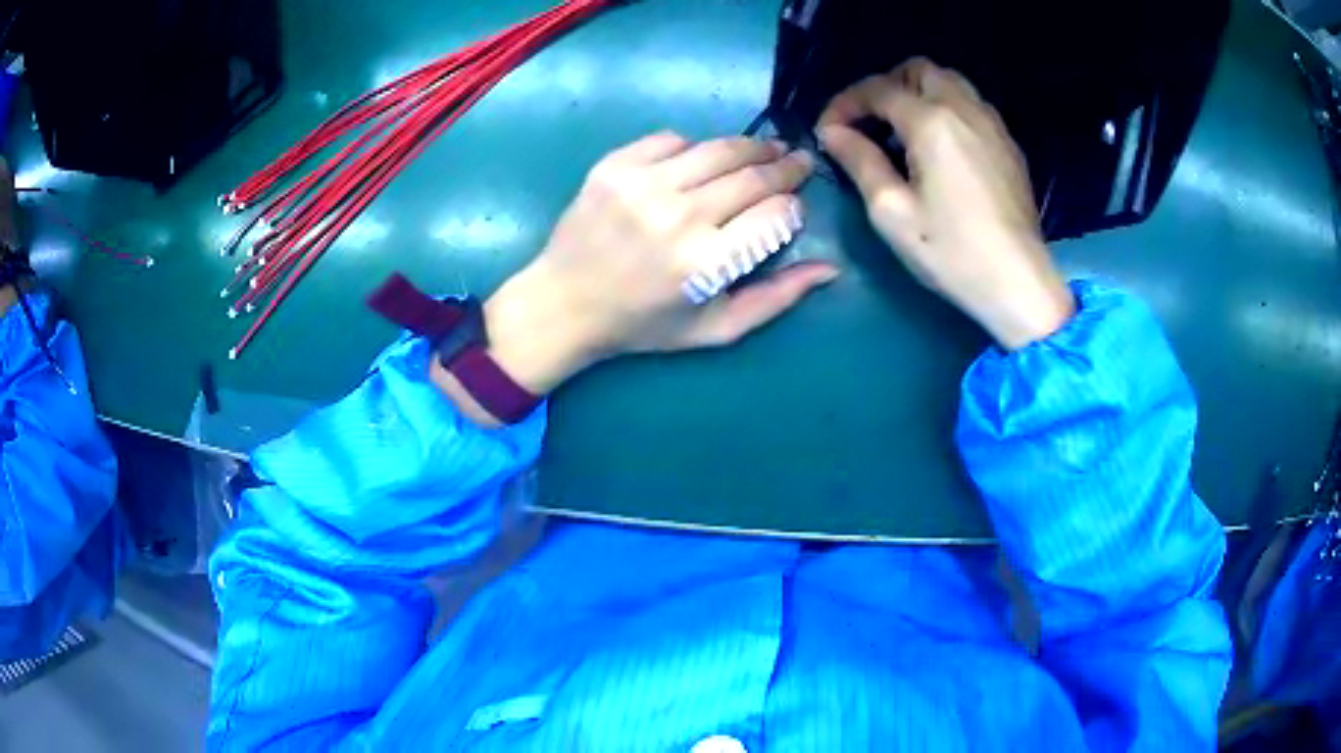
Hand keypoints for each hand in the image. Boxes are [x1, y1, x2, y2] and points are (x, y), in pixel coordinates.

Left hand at [481, 132, 838, 394]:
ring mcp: (641, 184)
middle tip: (797, 160)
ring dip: (750, 147)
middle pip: (753, 174)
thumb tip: (830, 268)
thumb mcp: (714, 328)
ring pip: (717, 148)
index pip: (775, 214)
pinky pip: (670, 139)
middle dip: (784, 165)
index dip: (793, 206)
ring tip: (766, 149)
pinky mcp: (614, 166)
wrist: (564, 303)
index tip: (793, 206)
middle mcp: (677, 216)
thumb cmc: (644, 324)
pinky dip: (693, 147)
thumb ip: (775, 299)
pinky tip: (699, 161)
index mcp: (705, 262)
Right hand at [817, 58, 1073, 349]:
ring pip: (950, 82)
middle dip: (885, 87)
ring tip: (902, 131)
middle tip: (868, 122)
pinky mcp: (1008, 145)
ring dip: (919, 93)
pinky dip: (947, 110)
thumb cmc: (951, 252)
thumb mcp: (892, 212)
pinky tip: (939, 148)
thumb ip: (859, 162)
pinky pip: (972, 105)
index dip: (845, 104)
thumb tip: (833, 133)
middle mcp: (964, 109)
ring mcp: (992, 124)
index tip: (828, 132)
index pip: (877, 89)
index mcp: (931, 122)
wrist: (1018, 283)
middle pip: (918, 70)